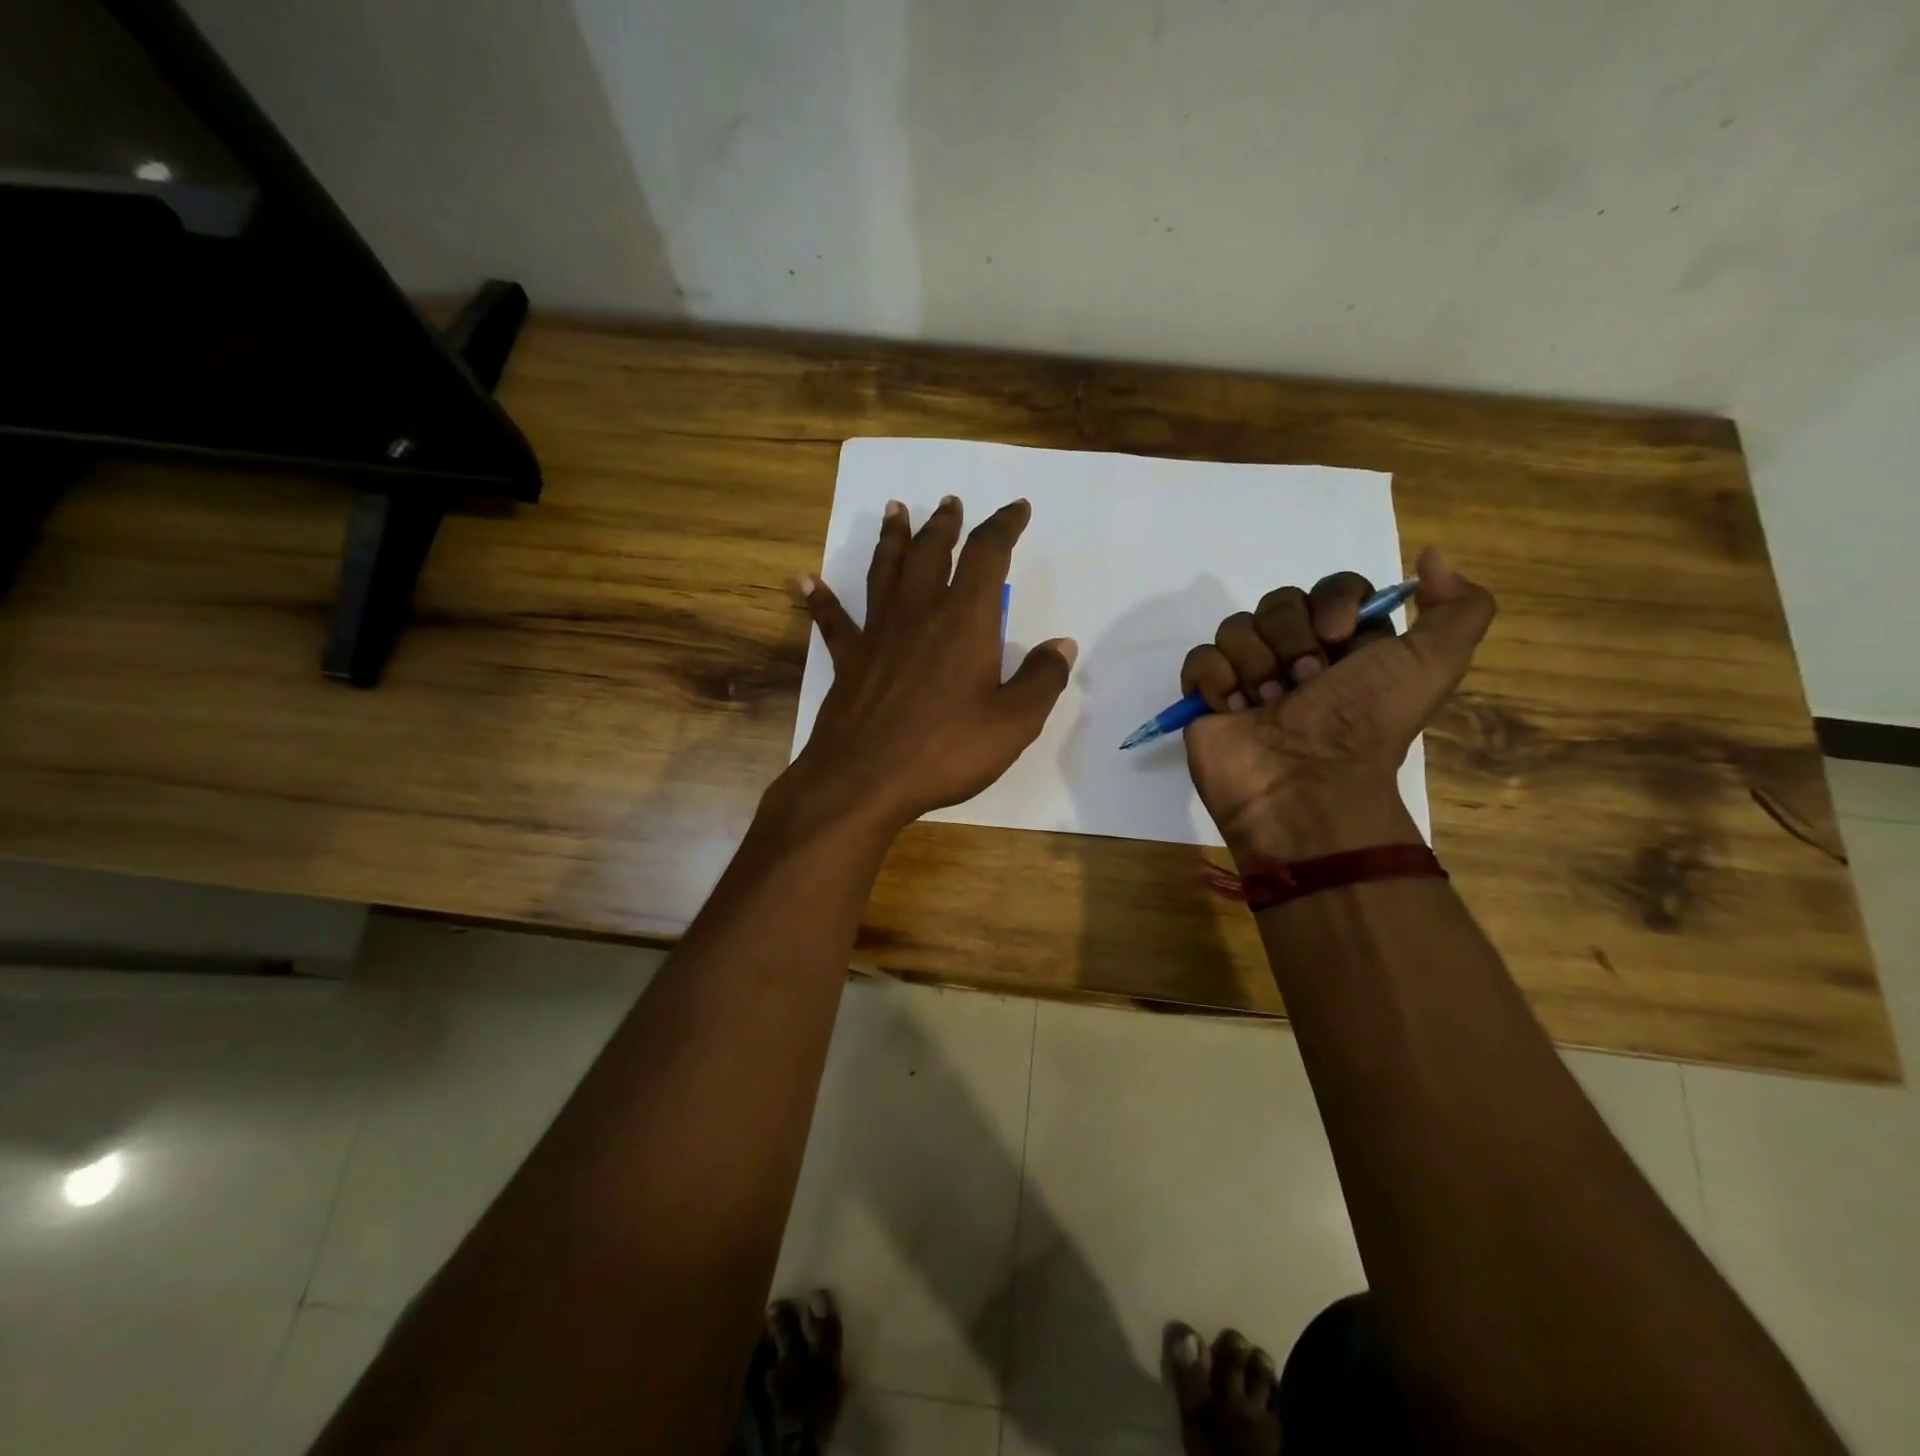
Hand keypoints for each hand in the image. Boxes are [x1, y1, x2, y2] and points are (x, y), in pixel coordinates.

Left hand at [782, 496, 1075, 834]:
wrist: (865, 780)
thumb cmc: (945, 750)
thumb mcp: (1014, 723)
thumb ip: (1042, 679)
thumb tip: (1062, 645)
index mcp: (965, 619)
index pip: (987, 554)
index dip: (1004, 526)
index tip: (1017, 509)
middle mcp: (919, 612)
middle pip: (931, 551)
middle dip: (945, 524)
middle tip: (950, 503)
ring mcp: (878, 633)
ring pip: (885, 570)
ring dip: (893, 537)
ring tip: (896, 510)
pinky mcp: (848, 659)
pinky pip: (832, 619)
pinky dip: (820, 598)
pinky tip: (804, 580)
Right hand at [1181, 548, 1494, 858]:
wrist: (1305, 788)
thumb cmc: (1364, 724)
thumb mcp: (1434, 665)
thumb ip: (1458, 608)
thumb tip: (1433, 555)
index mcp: (1349, 646)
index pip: (1331, 588)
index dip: (1331, 602)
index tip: (1337, 635)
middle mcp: (1298, 656)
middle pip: (1278, 602)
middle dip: (1289, 639)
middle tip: (1304, 683)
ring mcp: (1249, 677)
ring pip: (1235, 627)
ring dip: (1254, 664)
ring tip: (1268, 705)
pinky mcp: (1209, 699)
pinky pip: (1199, 659)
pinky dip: (1216, 680)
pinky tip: (1236, 710)